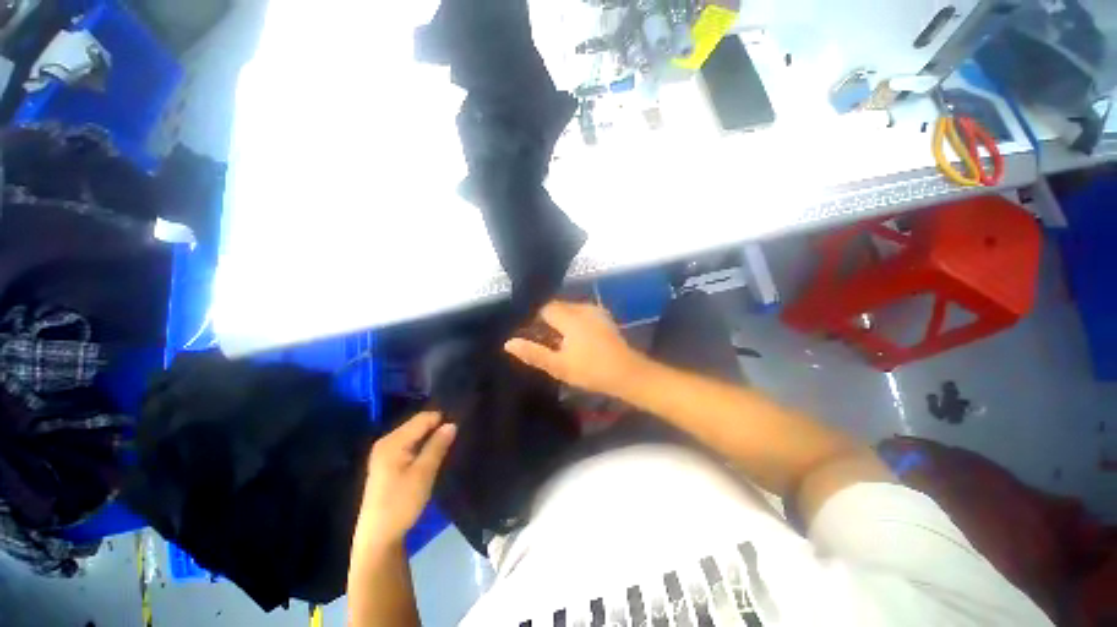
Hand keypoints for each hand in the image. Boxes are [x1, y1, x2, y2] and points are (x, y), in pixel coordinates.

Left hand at [354, 411, 456, 547]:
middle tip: (457, 435)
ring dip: (432, 437)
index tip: (461, 425)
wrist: (378, 538)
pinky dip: (424, 446)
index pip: (423, 418)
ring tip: (450, 442)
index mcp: (392, 441)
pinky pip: (410, 445)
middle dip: (437, 427)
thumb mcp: (423, 474)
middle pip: (418, 424)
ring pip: (415, 435)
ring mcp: (385, 452)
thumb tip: (452, 424)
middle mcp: (387, 441)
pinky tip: (435, 453)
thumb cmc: (401, 503)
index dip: (442, 419)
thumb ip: (438, 446)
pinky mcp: (388, 463)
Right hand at [504, 300, 643, 395]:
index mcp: (570, 317)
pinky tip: (574, 339)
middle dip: (547, 321)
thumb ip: (534, 353)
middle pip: (557, 307)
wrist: (628, 374)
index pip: (544, 308)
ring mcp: (596, 311)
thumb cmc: (591, 371)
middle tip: (543, 341)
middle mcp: (583, 308)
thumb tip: (508, 343)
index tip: (530, 335)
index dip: (534, 320)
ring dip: (560, 322)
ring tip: (558, 342)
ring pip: (569, 310)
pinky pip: (581, 313)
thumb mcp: (559, 366)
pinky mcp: (604, 317)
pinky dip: (573, 322)